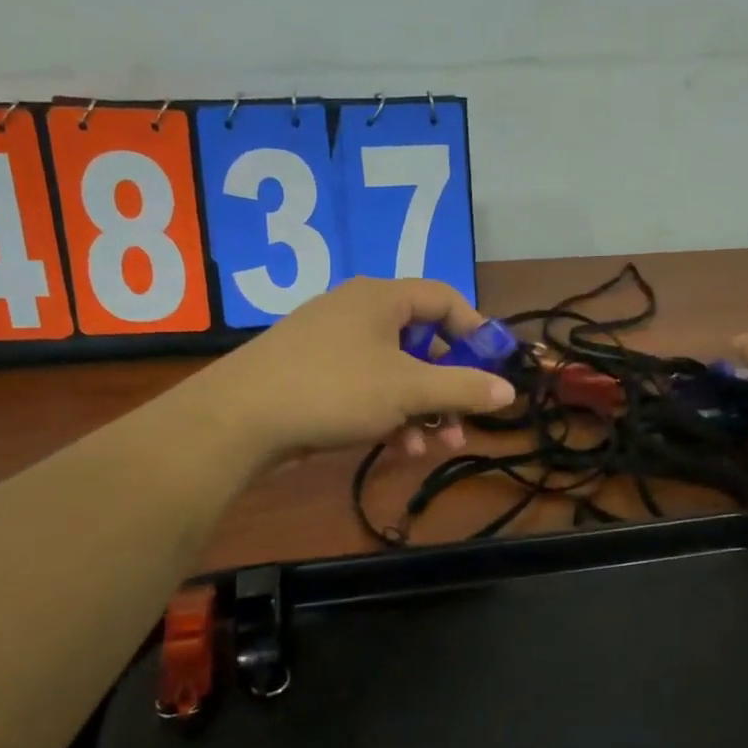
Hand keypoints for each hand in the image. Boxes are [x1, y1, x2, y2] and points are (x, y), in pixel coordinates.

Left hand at [216, 277, 516, 457]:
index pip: (445, 299)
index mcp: (382, 298)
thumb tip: (508, 391)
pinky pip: (368, 390)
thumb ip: (462, 388)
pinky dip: (389, 416)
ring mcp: (334, 346)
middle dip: (448, 387)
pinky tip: (397, 449)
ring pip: (396, 374)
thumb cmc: (334, 389)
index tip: (493, 369)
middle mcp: (359, 314)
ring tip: (433, 448)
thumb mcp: (408, 389)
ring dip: (422, 410)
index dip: (475, 331)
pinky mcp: (316, 378)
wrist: (239, 420)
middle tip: (464, 421)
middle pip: (422, 342)